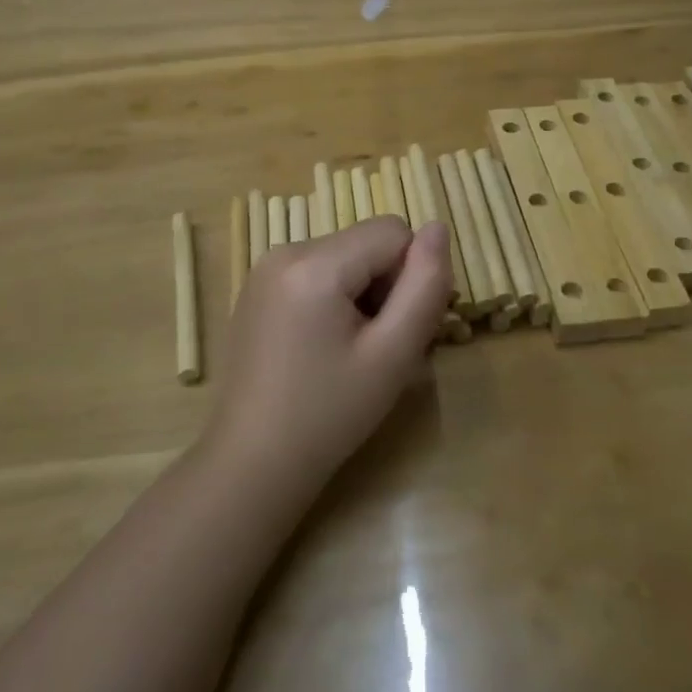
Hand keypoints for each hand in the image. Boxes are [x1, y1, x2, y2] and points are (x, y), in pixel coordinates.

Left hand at [205, 216, 451, 499]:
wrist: (253, 464)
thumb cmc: (329, 415)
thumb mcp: (393, 354)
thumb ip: (425, 286)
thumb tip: (439, 227)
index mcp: (314, 263)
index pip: (394, 231)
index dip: (411, 276)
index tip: (399, 329)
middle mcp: (284, 251)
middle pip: (366, 243)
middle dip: (385, 286)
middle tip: (379, 348)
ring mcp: (265, 269)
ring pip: (345, 257)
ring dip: (362, 294)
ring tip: (351, 351)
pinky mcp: (257, 288)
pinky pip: (317, 271)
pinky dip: (334, 298)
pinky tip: (324, 347)